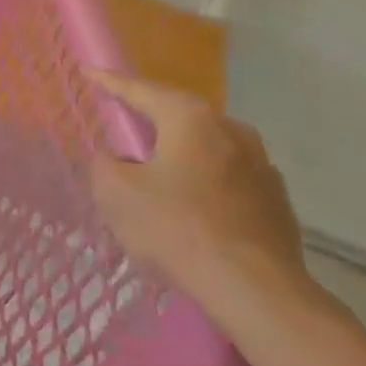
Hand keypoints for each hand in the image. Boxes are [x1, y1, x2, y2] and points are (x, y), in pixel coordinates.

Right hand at [84, 69, 313, 321]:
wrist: (258, 293)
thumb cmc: (177, 229)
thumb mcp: (115, 192)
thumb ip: (104, 164)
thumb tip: (116, 160)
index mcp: (190, 118)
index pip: (139, 89)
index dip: (109, 82)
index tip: (88, 72)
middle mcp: (231, 130)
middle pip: (178, 115)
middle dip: (150, 118)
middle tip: (123, 123)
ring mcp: (261, 166)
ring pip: (207, 147)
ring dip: (181, 153)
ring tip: (157, 170)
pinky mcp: (277, 202)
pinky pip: (227, 179)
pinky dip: (204, 183)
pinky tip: (191, 207)